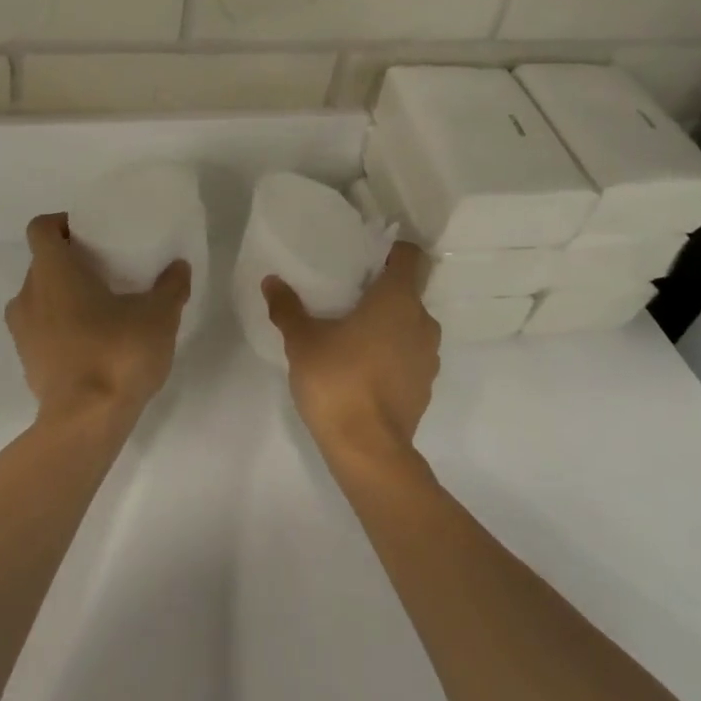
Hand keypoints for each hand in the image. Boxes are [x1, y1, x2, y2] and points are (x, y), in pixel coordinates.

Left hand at [6, 213, 191, 426]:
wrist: (85, 422)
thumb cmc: (117, 353)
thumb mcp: (158, 316)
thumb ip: (170, 286)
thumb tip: (179, 267)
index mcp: (53, 272)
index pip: (41, 228)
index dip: (62, 223)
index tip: (90, 232)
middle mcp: (28, 295)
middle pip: (41, 263)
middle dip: (69, 262)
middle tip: (105, 268)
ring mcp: (23, 332)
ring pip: (39, 298)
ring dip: (62, 296)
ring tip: (100, 306)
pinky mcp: (27, 363)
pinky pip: (40, 330)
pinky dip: (60, 327)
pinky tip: (92, 341)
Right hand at [263, 242, 440, 466]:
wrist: (368, 449)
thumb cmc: (337, 380)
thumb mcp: (302, 341)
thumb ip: (287, 308)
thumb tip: (271, 281)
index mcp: (398, 299)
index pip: (410, 256)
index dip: (391, 251)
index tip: (365, 258)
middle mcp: (422, 321)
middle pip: (409, 292)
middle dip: (382, 291)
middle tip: (348, 296)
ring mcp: (429, 356)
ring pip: (411, 325)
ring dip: (388, 325)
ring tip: (353, 333)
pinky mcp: (426, 386)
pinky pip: (410, 355)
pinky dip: (393, 354)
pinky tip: (363, 368)